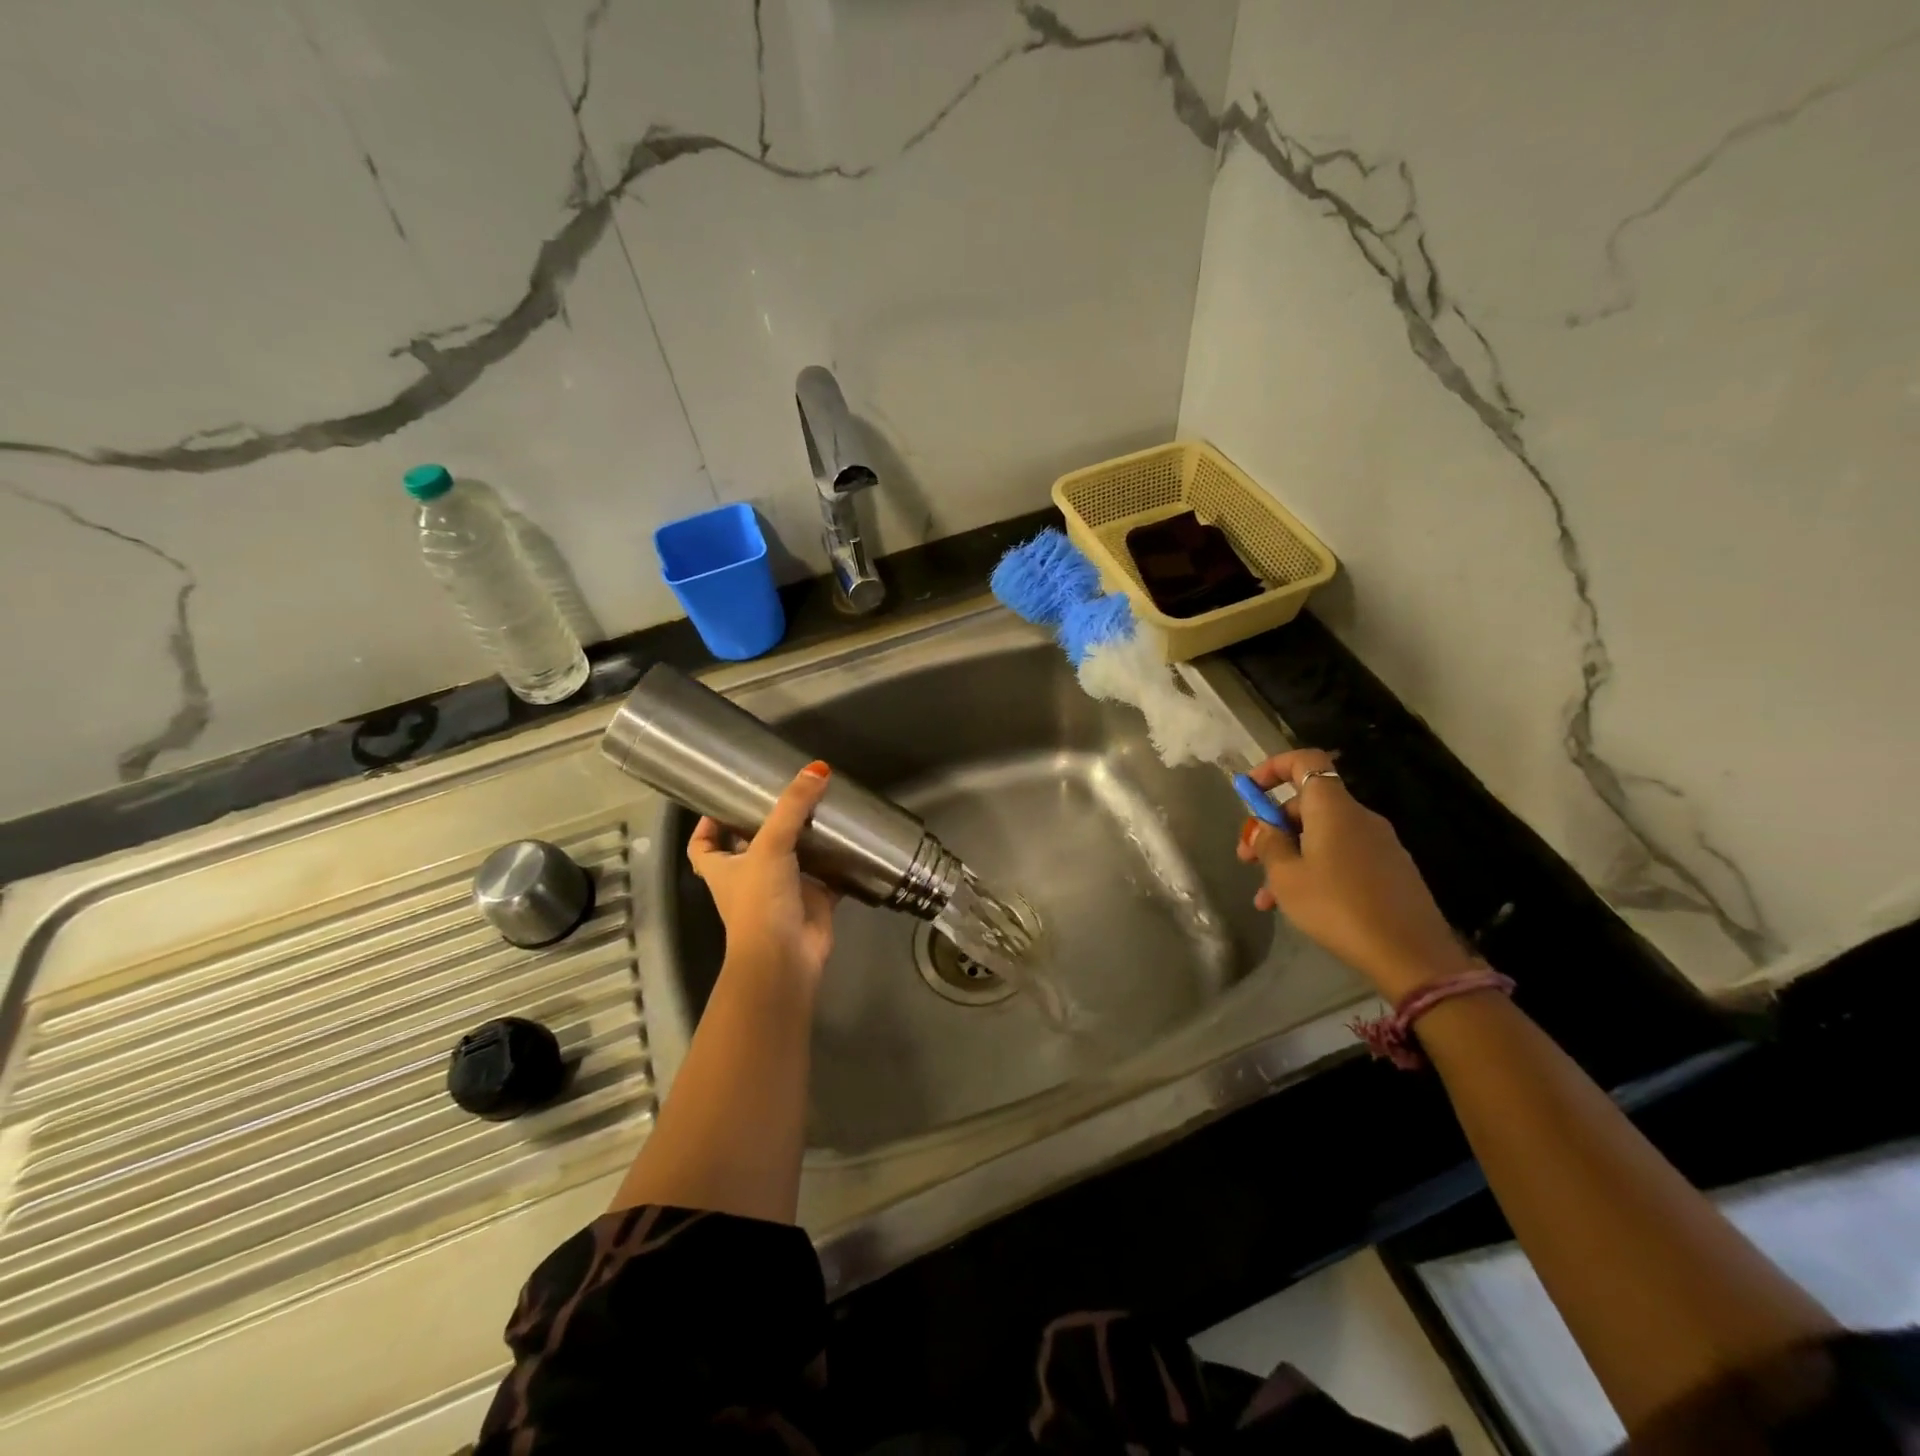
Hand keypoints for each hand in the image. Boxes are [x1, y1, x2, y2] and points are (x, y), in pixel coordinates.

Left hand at [687, 761, 841, 987]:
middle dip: (769, 823)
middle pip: (753, 846)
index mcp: (724, 869)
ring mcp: (782, 891)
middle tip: (790, 793)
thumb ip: (792, 806)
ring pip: (793, 859)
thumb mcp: (769, 845)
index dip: (708, 824)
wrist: (785, 958)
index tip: (724, 801)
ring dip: (806, 839)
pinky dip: (838, 863)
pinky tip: (852, 842)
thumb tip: (817, 768)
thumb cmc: (760, 901)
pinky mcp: (813, 901)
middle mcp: (749, 879)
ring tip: (824, 807)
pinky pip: (828, 876)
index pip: (703, 844)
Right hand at [1236, 749, 1476, 1001]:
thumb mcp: (1286, 877)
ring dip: (1289, 857)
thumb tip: (1263, 827)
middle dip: (1272, 827)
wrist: (1410, 954)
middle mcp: (1359, 817)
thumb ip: (1269, 844)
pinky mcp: (1389, 870)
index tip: (1249, 791)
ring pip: (1321, 836)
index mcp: (1333, 808)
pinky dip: (1315, 870)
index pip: (1305, 761)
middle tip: (1247, 859)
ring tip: (1266, 897)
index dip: (1273, 768)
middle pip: (1307, 804)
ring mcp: (1379, 844)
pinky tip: (1298, 906)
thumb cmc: (1338, 907)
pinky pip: (1341, 856)